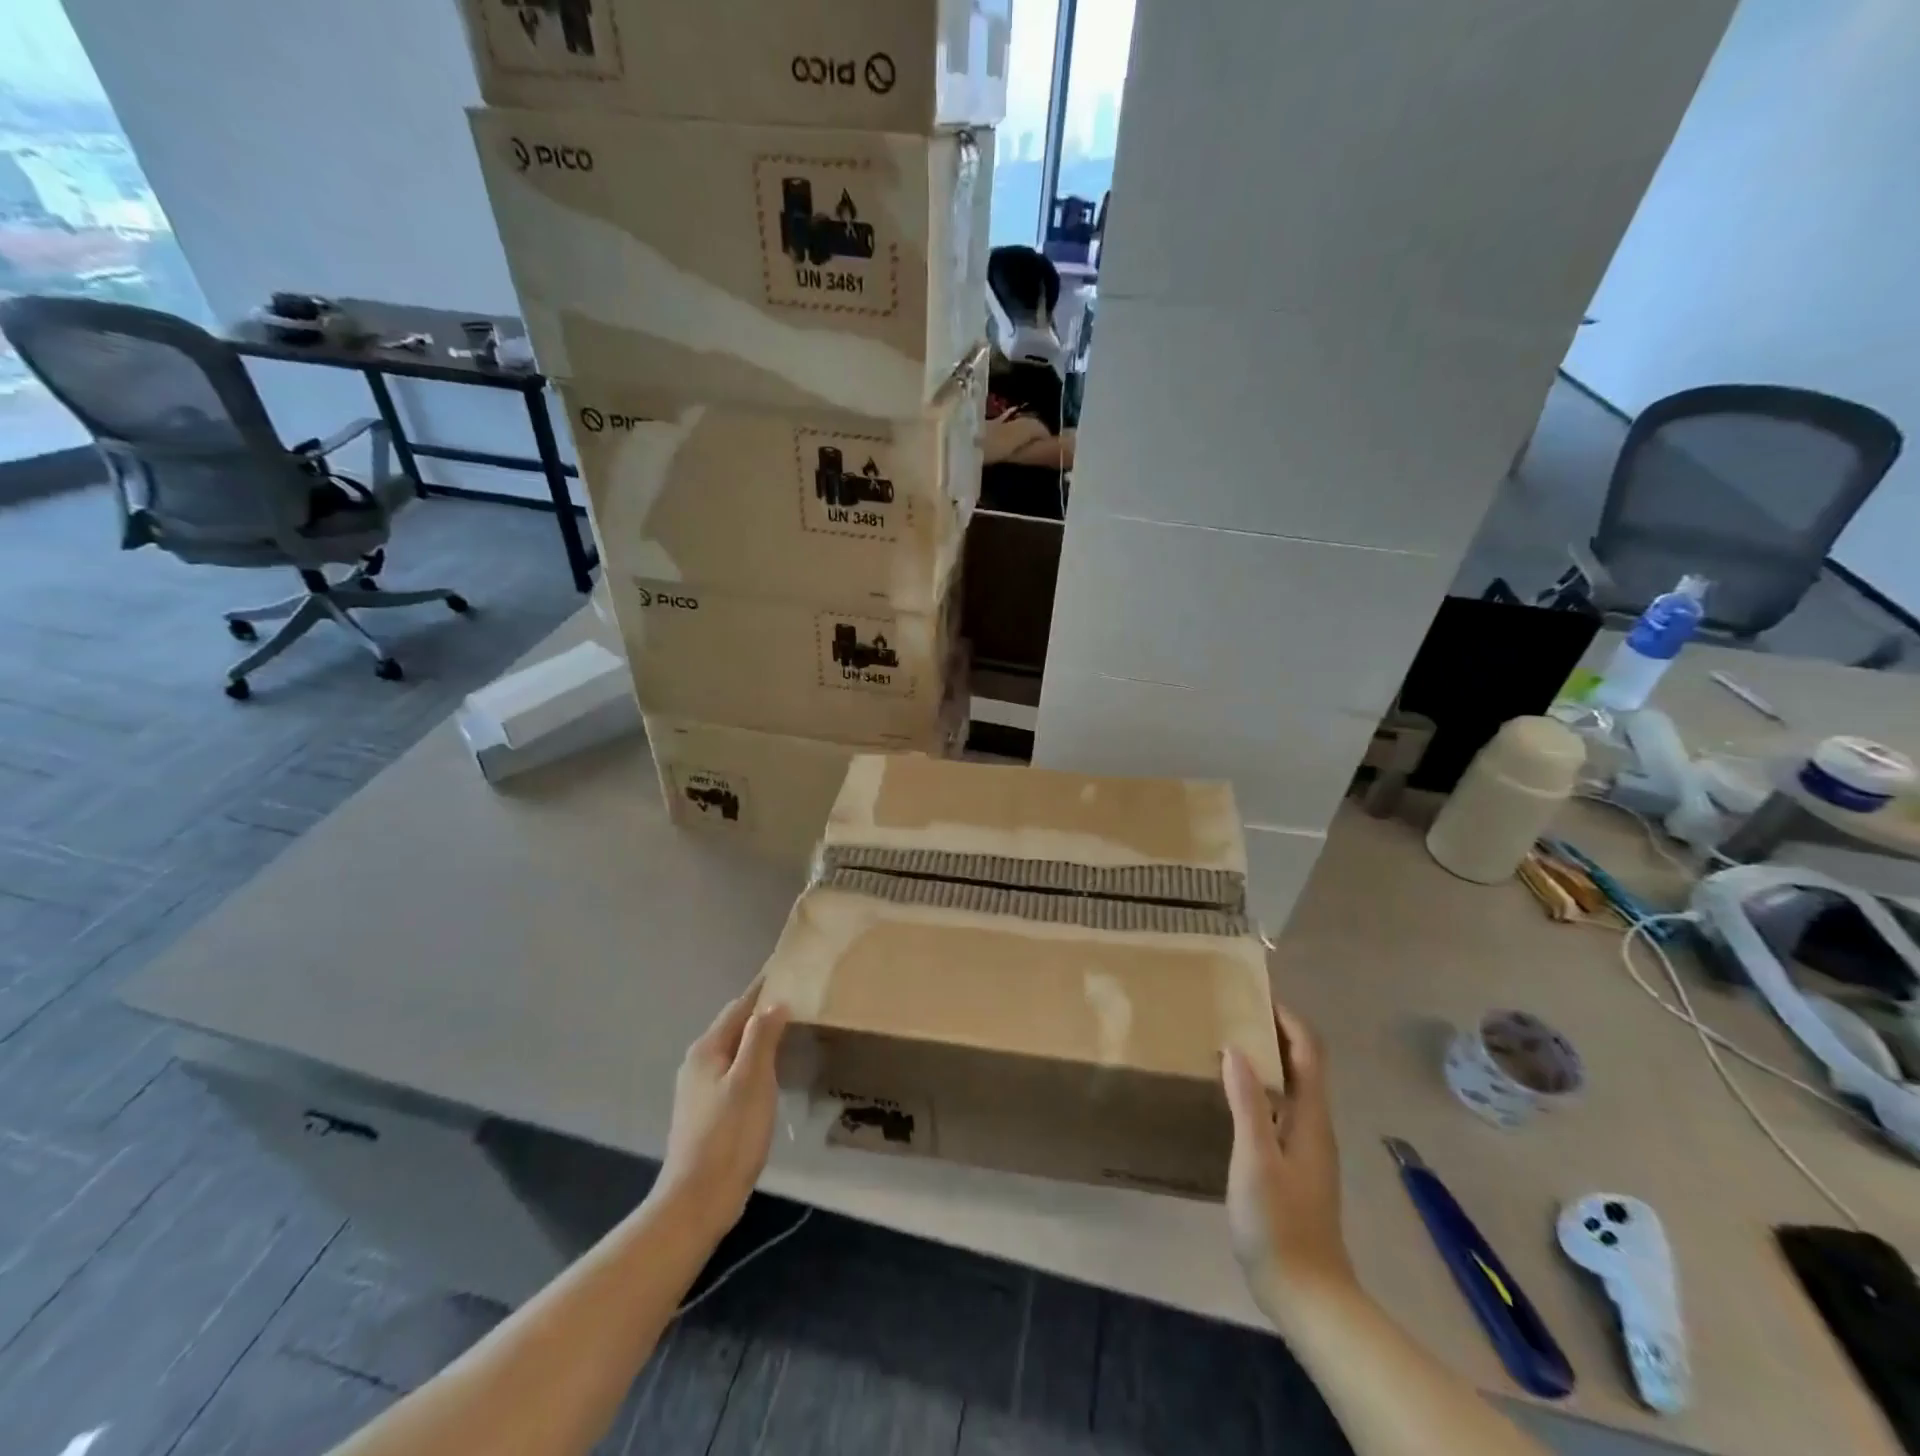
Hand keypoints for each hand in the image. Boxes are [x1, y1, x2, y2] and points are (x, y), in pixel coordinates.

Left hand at [658, 979, 789, 1227]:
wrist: (697, 1201)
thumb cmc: (729, 1135)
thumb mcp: (752, 1080)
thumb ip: (762, 1037)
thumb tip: (774, 1003)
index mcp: (706, 1050)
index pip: (739, 1006)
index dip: (763, 988)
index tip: (785, 968)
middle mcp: (698, 1064)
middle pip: (734, 1026)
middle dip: (762, 1011)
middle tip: (797, 997)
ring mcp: (699, 1090)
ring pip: (734, 1050)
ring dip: (759, 1037)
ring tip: (791, 1029)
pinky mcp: (707, 1113)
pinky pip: (735, 1072)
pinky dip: (754, 1061)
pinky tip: (772, 1072)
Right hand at [1222, 1002, 1354, 1317]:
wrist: (1308, 1294)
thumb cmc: (1279, 1223)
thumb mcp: (1255, 1159)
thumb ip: (1247, 1103)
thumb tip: (1236, 1047)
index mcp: (1311, 1118)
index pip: (1309, 1052)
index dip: (1289, 1018)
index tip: (1257, 994)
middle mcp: (1314, 1126)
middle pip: (1302, 1064)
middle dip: (1275, 1032)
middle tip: (1233, 1012)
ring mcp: (1306, 1148)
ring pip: (1292, 1087)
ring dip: (1267, 1059)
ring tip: (1227, 1043)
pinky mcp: (1294, 1165)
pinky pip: (1281, 1108)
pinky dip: (1261, 1088)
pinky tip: (1232, 1096)